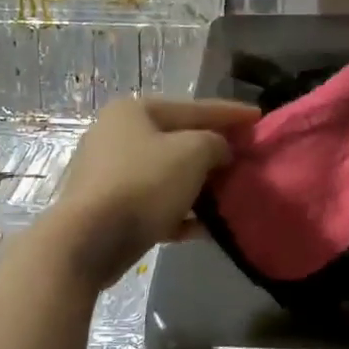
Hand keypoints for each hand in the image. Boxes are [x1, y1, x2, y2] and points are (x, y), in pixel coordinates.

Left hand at [47, 96, 258, 288]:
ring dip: (200, 185)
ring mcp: (110, 173)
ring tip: (232, 194)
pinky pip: (155, 204)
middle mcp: (118, 135)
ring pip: (168, 174)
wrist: (88, 241)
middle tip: (247, 158)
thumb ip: (215, 143)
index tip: (259, 118)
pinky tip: (206, 228)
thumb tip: (220, 150)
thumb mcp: (192, 153)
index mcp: (134, 111)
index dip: (230, 113)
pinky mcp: (109, 208)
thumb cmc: (143, 184)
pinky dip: (180, 213)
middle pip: (179, 140)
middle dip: (215, 151)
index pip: (194, 107)